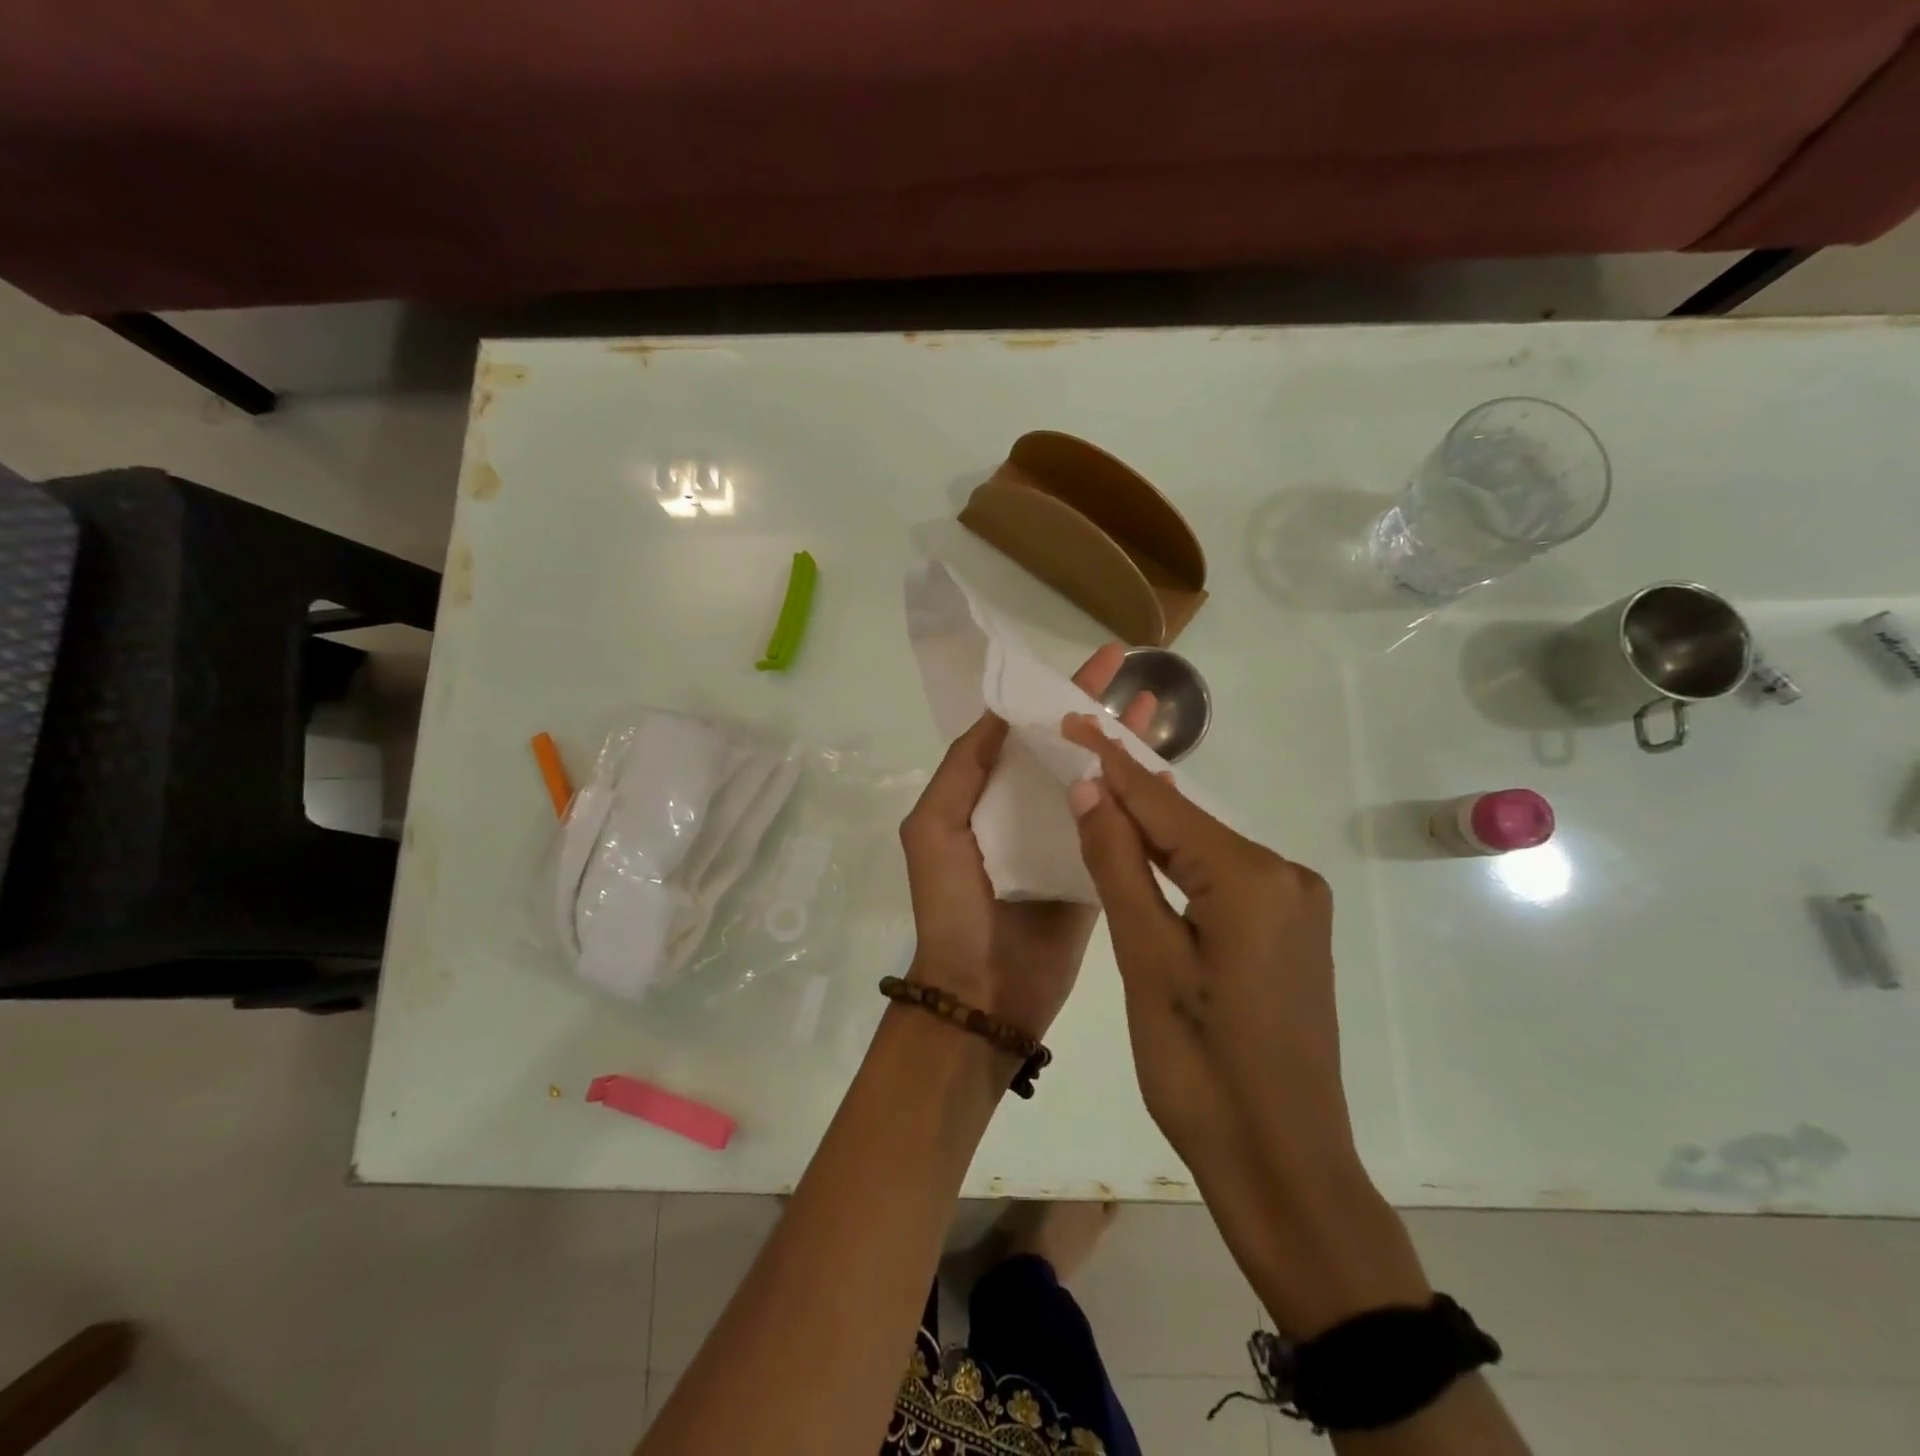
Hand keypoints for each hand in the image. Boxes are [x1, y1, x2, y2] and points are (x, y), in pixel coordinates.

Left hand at [897, 645, 1154, 1040]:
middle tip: (1134, 672)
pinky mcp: (1094, 873)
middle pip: (1065, 747)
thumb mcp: (932, 828)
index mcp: (985, 794)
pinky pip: (1119, 828)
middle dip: (1096, 709)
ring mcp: (1063, 840)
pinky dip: (1140, 800)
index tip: (1091, 662)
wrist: (982, 994)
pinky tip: (1166, 770)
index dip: (1052, 693)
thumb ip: (963, 769)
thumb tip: (1002, 712)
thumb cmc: (951, 907)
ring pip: (1097, 780)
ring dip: (1123, 745)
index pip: (1022, 729)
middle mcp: (1024, 809)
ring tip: (1157, 710)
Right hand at [1058, 714, 1354, 1185]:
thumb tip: (1090, 788)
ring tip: (1094, 790)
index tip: (1071, 719)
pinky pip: (1222, 878)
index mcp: (1252, 879)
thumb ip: (1119, 865)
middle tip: (1074, 750)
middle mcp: (1285, 876)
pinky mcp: (1289, 931)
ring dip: (1150, 827)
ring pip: (1204, 849)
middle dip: (1128, 790)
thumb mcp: (1146, 960)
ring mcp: (1294, 904)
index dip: (1111, 762)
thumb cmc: (1200, 1069)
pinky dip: (1178, 863)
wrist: (1282, 1164)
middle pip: (1188, 822)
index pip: (1164, 804)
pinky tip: (1143, 851)